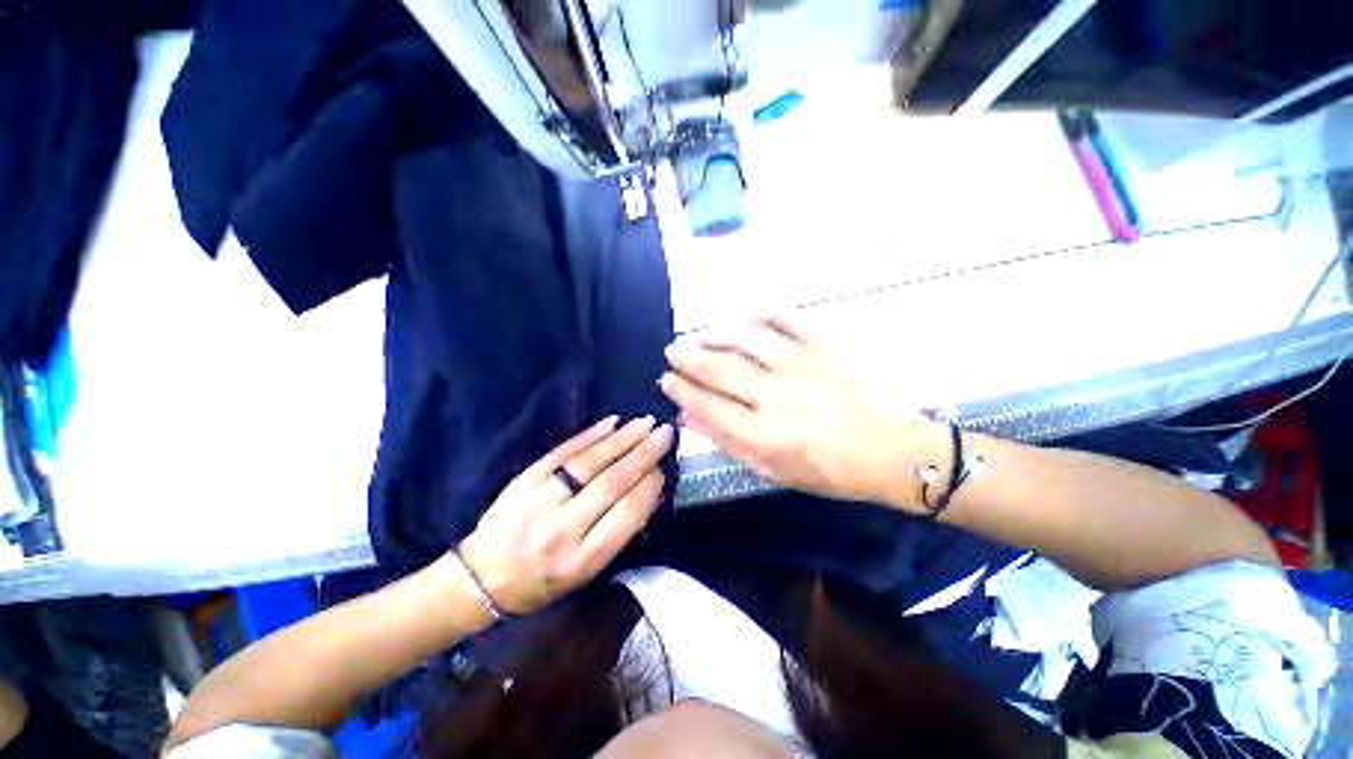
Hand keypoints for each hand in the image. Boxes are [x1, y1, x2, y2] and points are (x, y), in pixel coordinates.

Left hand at [457, 416, 672, 614]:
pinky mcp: (524, 480)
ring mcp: (540, 500)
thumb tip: (648, 490)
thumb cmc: (542, 582)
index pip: (627, 513)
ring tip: (645, 423)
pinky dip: (589, 435)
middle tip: (664, 434)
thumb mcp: (586, 572)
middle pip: (612, 482)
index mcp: (582, 559)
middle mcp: (563, 528)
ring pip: (589, 463)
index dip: (650, 486)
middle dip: (643, 454)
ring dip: (622, 439)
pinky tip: (611, 423)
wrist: (482, 578)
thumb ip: (618, 532)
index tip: (664, 467)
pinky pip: (562, 452)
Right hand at [660, 318, 940, 507]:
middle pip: (719, 368)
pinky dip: (760, 315)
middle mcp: (777, 396)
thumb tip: (688, 416)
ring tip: (702, 335)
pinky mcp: (824, 344)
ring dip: (716, 333)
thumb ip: (727, 441)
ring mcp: (801, 364)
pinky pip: (784, 318)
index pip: (707, 404)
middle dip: (687, 357)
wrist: (893, 451)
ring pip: (745, 337)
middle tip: (673, 350)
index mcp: (765, 434)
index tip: (666, 380)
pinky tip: (746, 321)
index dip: (680, 390)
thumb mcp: (773, 470)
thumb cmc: (830, 470)